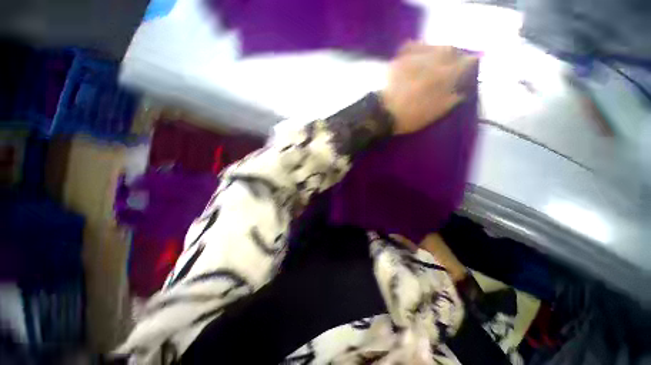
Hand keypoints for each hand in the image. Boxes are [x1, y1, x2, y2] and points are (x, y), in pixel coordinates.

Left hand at [381, 42, 477, 134]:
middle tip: (454, 63)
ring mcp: (413, 58)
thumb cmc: (408, 116)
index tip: (471, 66)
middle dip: (455, 54)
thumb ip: (450, 101)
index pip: (465, 62)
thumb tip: (461, 92)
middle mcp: (430, 62)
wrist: (381, 113)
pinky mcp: (398, 60)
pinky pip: (412, 46)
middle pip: (449, 49)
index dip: (471, 63)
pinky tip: (419, 55)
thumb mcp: (433, 113)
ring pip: (432, 46)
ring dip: (439, 50)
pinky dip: (419, 48)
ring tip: (437, 60)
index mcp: (442, 77)